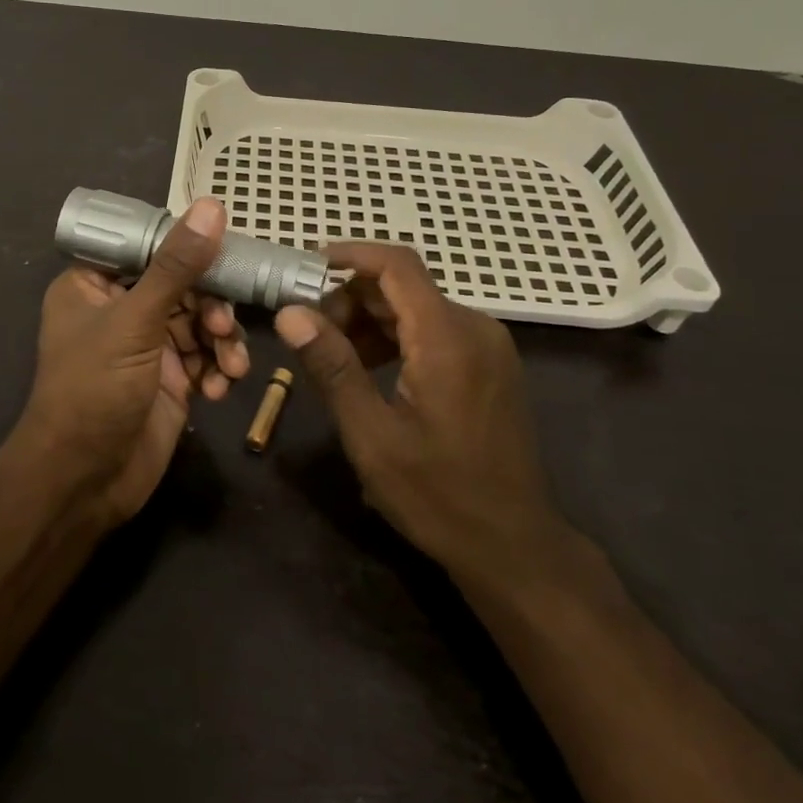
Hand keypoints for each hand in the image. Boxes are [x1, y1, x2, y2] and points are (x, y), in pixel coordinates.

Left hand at [12, 198, 248, 525]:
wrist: (85, 481)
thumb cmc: (94, 389)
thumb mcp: (134, 322)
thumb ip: (176, 267)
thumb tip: (211, 208)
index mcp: (94, 284)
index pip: (147, 246)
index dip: (186, 245)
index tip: (226, 248)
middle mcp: (121, 310)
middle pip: (182, 285)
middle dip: (211, 305)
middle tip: (222, 325)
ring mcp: (148, 347)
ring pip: (200, 323)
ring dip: (221, 340)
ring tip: (229, 364)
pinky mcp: (171, 381)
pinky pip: (206, 359)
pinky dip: (219, 370)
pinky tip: (220, 388)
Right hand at [273, 243, 563, 575]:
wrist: (513, 546)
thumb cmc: (437, 495)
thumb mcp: (371, 434)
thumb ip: (332, 367)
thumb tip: (289, 313)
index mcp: (448, 338)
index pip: (397, 265)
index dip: (349, 255)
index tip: (305, 268)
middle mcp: (475, 328)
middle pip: (403, 287)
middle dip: (350, 300)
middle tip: (310, 334)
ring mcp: (488, 346)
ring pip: (417, 308)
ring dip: (370, 321)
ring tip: (333, 358)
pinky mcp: (490, 365)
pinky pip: (435, 331)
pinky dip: (397, 338)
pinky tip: (370, 371)